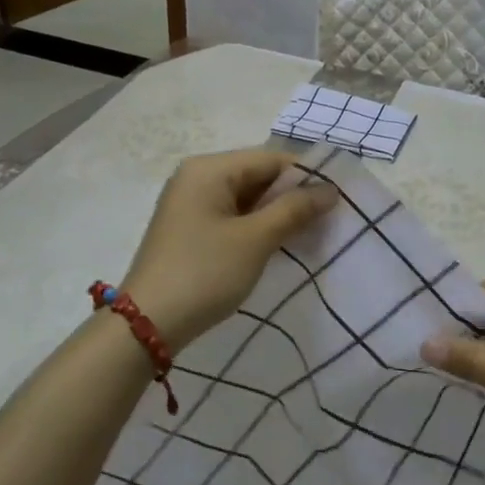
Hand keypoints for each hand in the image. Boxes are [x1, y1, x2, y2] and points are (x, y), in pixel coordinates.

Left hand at [121, 149, 337, 351]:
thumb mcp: (255, 240)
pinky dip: (256, 227)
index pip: (270, 159)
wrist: (147, 325)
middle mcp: (197, 177)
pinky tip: (278, 246)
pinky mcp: (189, 229)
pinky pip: (232, 216)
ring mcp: (190, 204)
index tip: (337, 201)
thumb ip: (294, 209)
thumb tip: (330, 189)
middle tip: (328, 221)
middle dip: (292, 197)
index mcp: (209, 169)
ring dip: (276, 215)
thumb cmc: (204, 273)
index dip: (306, 177)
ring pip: (246, 198)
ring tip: (309, 236)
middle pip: (257, 176)